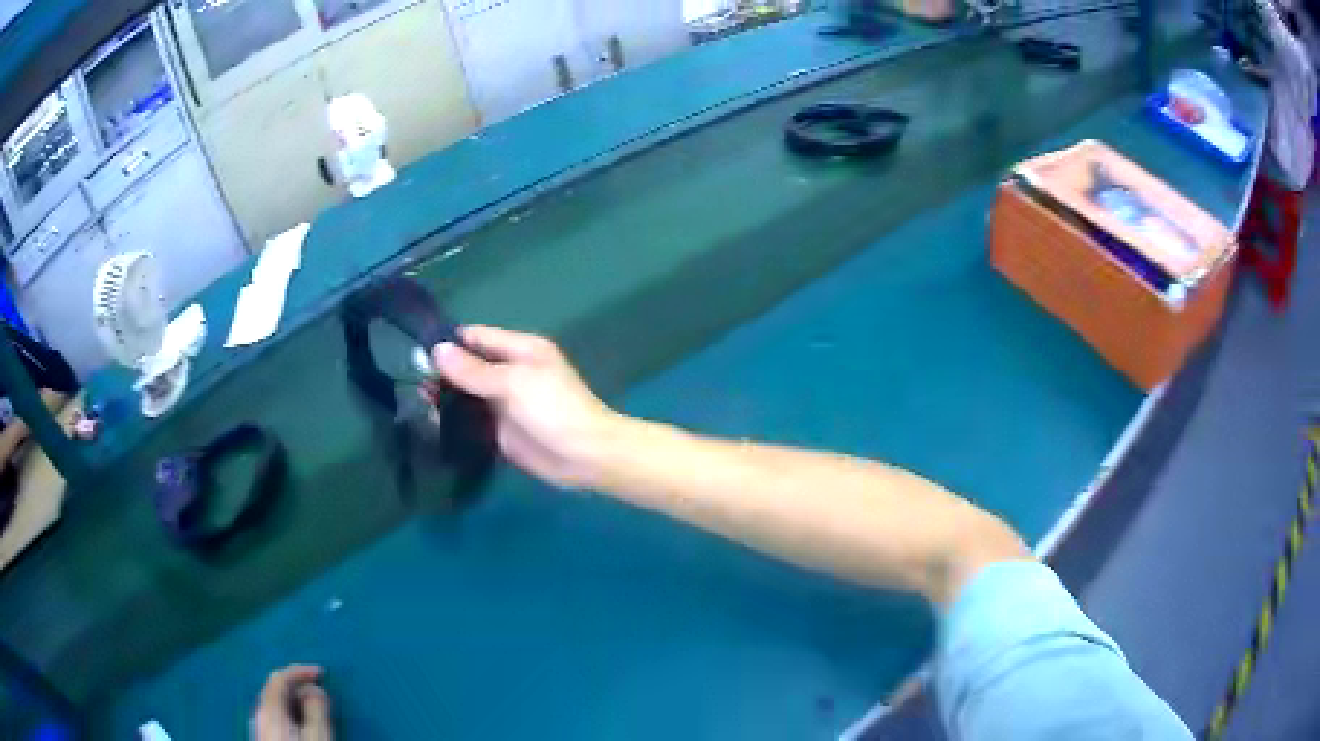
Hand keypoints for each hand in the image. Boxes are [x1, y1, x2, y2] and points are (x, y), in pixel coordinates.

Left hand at [252, 664, 332, 740]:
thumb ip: (316, 710)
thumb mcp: (318, 738)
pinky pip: (275, 717)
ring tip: (314, 707)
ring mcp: (259, 729)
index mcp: (270, 710)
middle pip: (274, 689)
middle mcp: (259, 715)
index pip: (279, 677)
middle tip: (320, 690)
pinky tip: (301, 724)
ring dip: (293, 700)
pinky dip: (289, 713)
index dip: (300, 670)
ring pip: (274, 705)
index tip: (322, 673)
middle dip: (296, 685)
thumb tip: (314, 689)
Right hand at [428, 326, 617, 489]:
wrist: (585, 456)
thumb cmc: (554, 409)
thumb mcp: (513, 383)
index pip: (475, 337)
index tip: (415, 352)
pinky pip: (472, 422)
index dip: (448, 343)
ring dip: (445, 399)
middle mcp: (510, 373)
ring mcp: (505, 403)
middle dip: (442, 373)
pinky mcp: (501, 432)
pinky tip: (430, 425)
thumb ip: (473, 369)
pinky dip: (454, 423)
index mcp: (519, 350)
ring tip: (415, 403)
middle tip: (410, 382)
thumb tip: (437, 349)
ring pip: (467, 395)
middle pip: (468, 367)